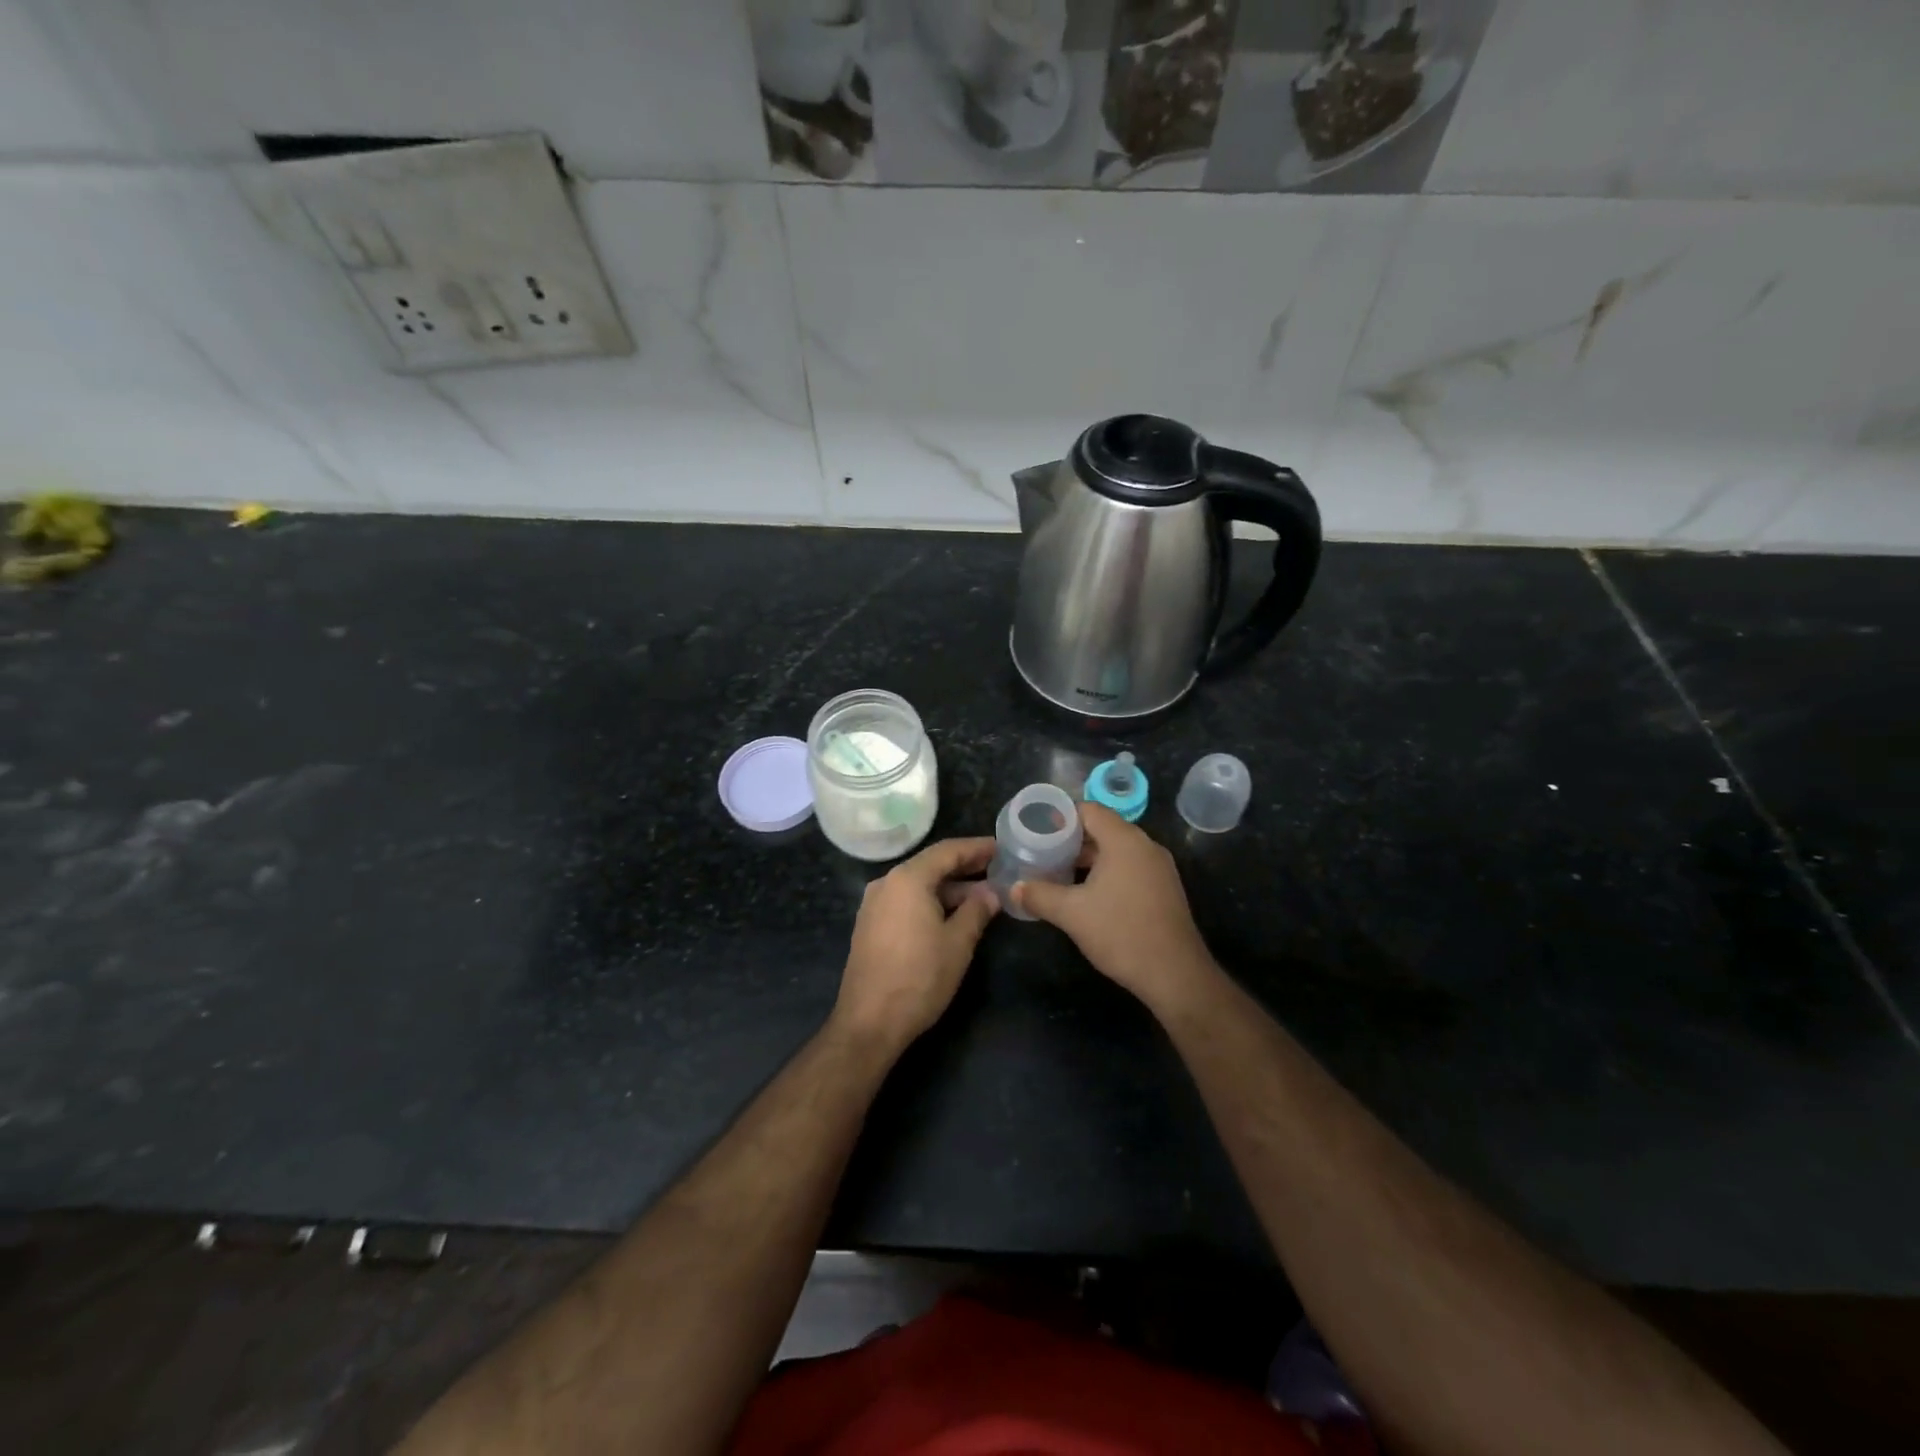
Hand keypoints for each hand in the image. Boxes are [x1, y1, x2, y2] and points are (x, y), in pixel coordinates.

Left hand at [832, 837, 998, 1052]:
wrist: (868, 1023)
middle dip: (965, 868)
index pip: (948, 851)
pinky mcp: (870, 926)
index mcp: (907, 879)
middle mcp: (886, 883)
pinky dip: (931, 902)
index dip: (977, 848)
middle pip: (931, 865)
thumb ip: (977, 911)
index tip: (1002, 848)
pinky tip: (952, 916)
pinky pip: (906, 902)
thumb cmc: (919, 978)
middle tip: (997, 870)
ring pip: (918, 885)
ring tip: (982, 897)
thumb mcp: (957, 943)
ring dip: (949, 888)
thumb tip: (991, 893)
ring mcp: (874, 905)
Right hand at [1012, 803, 1217, 1014]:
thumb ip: (1039, 895)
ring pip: (1117, 850)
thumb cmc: (1121, 933)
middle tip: (1042, 851)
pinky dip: (1107, 871)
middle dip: (1071, 839)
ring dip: (1088, 858)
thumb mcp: (1072, 914)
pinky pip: (1130, 867)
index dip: (1061, 816)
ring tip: (1058, 872)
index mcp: (1124, 840)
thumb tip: (1014, 888)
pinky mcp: (1164, 888)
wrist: (1175, 974)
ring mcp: (1158, 867)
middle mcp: (1145, 846)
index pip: (1089, 810)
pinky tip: (1087, 893)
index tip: (1036, 828)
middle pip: (1103, 828)